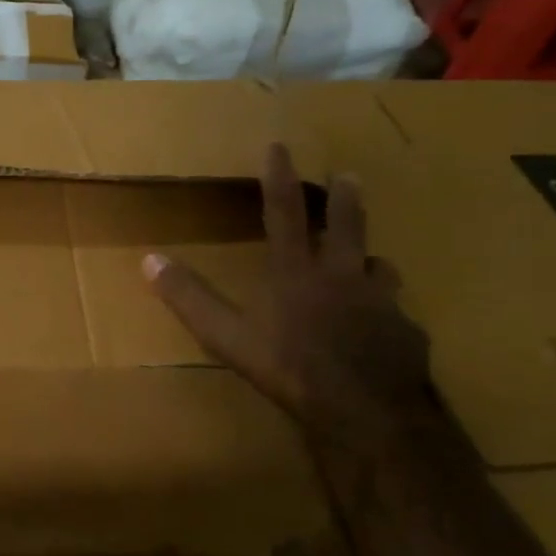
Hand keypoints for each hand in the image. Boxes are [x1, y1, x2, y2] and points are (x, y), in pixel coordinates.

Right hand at [143, 144, 439, 460]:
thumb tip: (149, 260)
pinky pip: (397, 314)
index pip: (283, 214)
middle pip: (346, 226)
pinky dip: (388, 313)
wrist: (365, 409)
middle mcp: (341, 276)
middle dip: (344, 198)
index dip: (279, 179)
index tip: (280, 147)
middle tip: (350, 175)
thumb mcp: (225, 335)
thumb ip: (189, 297)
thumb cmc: (288, 367)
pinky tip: (386, 328)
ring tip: (370, 258)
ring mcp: (380, 303)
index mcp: (295, 272)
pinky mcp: (406, 333)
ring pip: (379, 267)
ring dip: (370, 257)